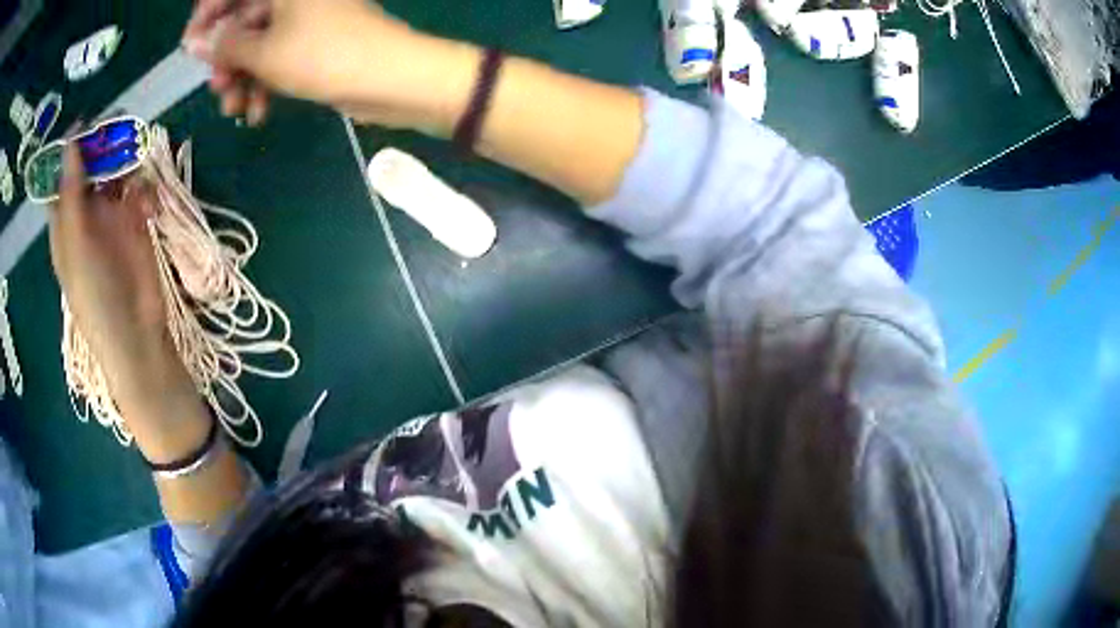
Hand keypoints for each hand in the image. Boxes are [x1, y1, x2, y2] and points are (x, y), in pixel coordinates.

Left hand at [49, 144, 166, 374]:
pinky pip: (140, 187)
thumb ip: (71, 193)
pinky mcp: (136, 220)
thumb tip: (71, 140)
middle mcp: (85, 214)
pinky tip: (149, 203)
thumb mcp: (75, 245)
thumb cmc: (95, 296)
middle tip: (119, 124)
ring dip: (126, 160)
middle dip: (102, 144)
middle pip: (91, 167)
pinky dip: (145, 186)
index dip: (71, 149)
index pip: (63, 177)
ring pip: (116, 170)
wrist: (136, 333)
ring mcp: (111, 216)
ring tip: (136, 157)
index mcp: (65, 223)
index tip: (86, 122)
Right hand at [181, 0, 479, 131]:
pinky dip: (265, 82)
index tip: (189, 45)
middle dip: (226, 56)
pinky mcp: (315, 42)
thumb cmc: (324, 55)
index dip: (207, 14)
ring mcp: (308, 17)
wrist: (392, 79)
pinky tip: (258, 113)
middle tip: (217, 88)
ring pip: (259, 42)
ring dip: (242, 77)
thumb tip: (196, 41)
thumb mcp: (265, 52)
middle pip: (245, 18)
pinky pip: (278, 56)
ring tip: (235, 108)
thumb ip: (226, 44)